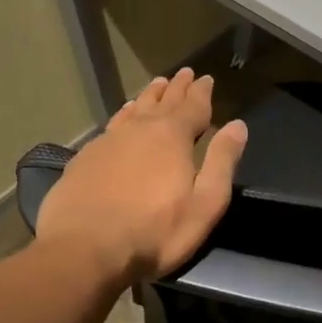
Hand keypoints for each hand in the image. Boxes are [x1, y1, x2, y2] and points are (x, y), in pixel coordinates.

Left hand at [35, 68, 248, 282]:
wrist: (83, 250)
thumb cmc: (155, 232)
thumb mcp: (205, 203)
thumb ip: (222, 161)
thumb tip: (238, 125)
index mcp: (173, 137)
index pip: (193, 106)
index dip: (202, 92)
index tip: (206, 78)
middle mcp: (140, 129)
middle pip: (163, 102)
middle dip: (176, 88)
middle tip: (184, 73)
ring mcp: (108, 142)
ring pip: (134, 110)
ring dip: (149, 97)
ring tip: (156, 86)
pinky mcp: (85, 158)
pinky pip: (112, 126)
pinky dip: (124, 115)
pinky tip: (123, 117)